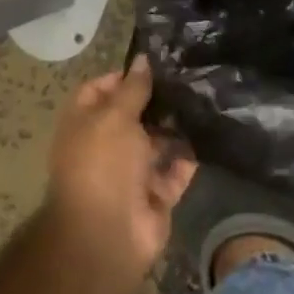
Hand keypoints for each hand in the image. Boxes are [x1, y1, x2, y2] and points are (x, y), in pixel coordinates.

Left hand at [43, 56, 197, 280]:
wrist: (108, 234)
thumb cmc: (103, 165)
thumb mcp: (115, 117)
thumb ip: (132, 88)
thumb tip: (142, 59)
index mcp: (84, 127)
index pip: (97, 92)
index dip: (121, 77)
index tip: (153, 67)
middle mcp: (105, 147)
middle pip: (132, 117)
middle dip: (157, 101)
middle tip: (190, 79)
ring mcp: (131, 173)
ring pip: (157, 143)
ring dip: (177, 128)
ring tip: (205, 102)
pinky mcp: (155, 194)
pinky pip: (175, 171)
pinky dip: (188, 158)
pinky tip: (209, 134)